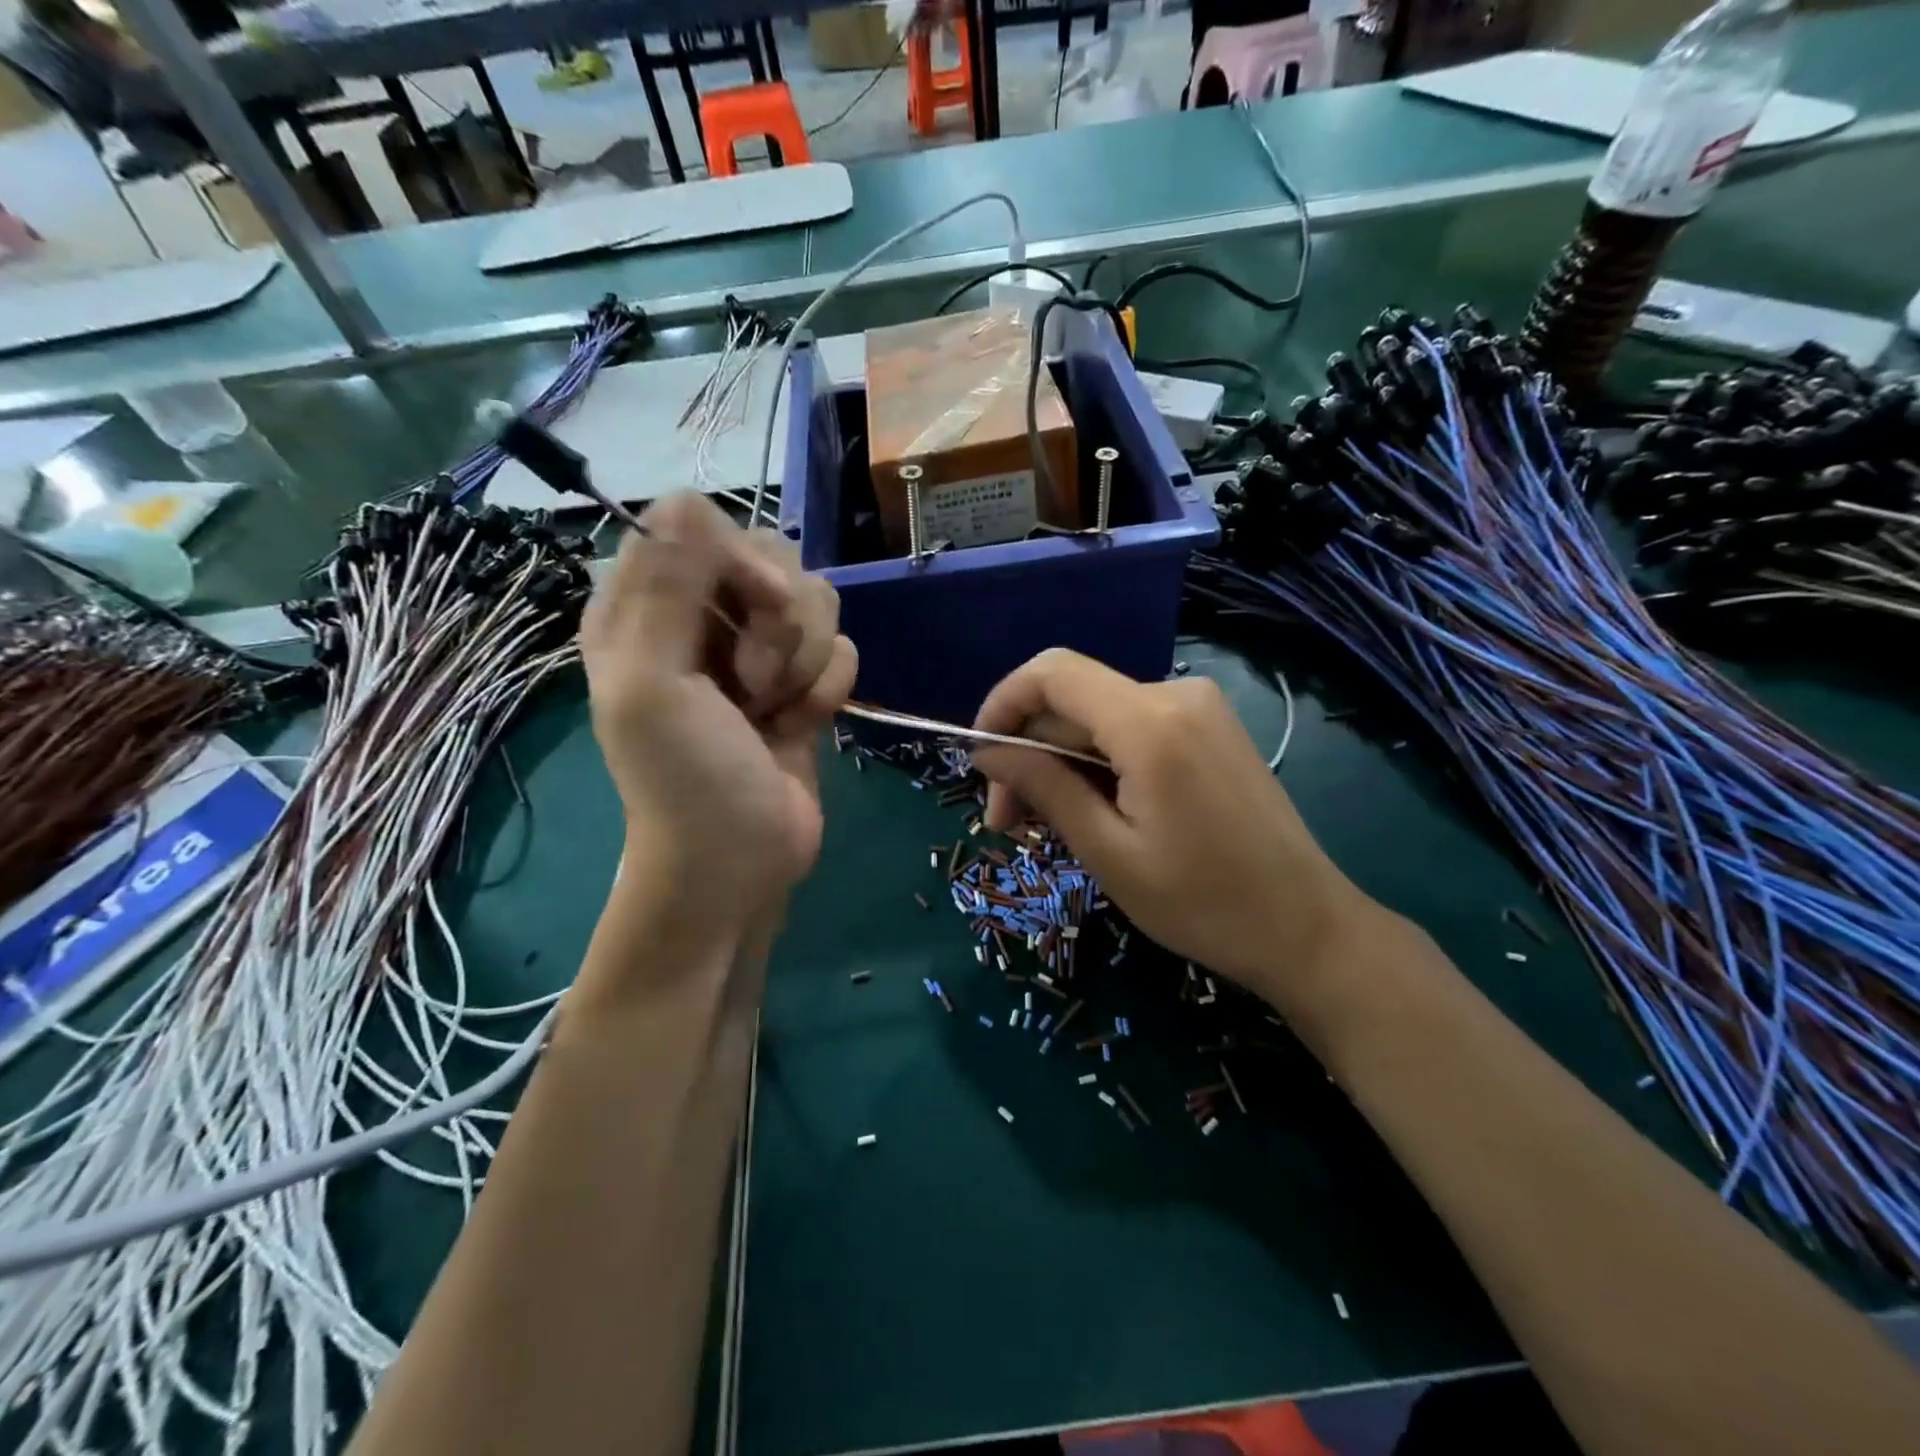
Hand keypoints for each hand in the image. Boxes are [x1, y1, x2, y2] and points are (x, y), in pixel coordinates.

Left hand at [579, 495, 856, 933]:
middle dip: (778, 619)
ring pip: (814, 599)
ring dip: (804, 658)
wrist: (737, 862)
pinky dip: (827, 686)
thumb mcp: (656, 683)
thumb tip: (688, 496)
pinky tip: (802, 723)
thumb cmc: (686, 780)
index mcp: (644, 607)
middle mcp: (700, 617)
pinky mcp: (800, 680)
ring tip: (774, 708)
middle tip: (754, 679)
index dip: (739, 557)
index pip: (701, 525)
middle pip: (770, 554)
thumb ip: (667, 588)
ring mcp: (754, 649)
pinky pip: (840, 645)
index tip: (756, 603)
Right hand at [969, 649, 1373, 1005]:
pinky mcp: (1209, 727)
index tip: (979, 759)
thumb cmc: (1203, 903)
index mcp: (1149, 722)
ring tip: (1047, 825)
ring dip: (1061, 762)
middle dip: (1029, 753)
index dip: (1002, 704)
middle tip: (1008, 823)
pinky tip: (1093, 809)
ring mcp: (1199, 707)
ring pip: (1098, 717)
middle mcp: (1175, 694)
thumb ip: (1044, 787)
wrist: (1306, 927)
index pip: (1051, 673)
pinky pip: (1131, 728)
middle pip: (1072, 701)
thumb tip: (987, 752)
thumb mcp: (1108, 852)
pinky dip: (1098, 761)